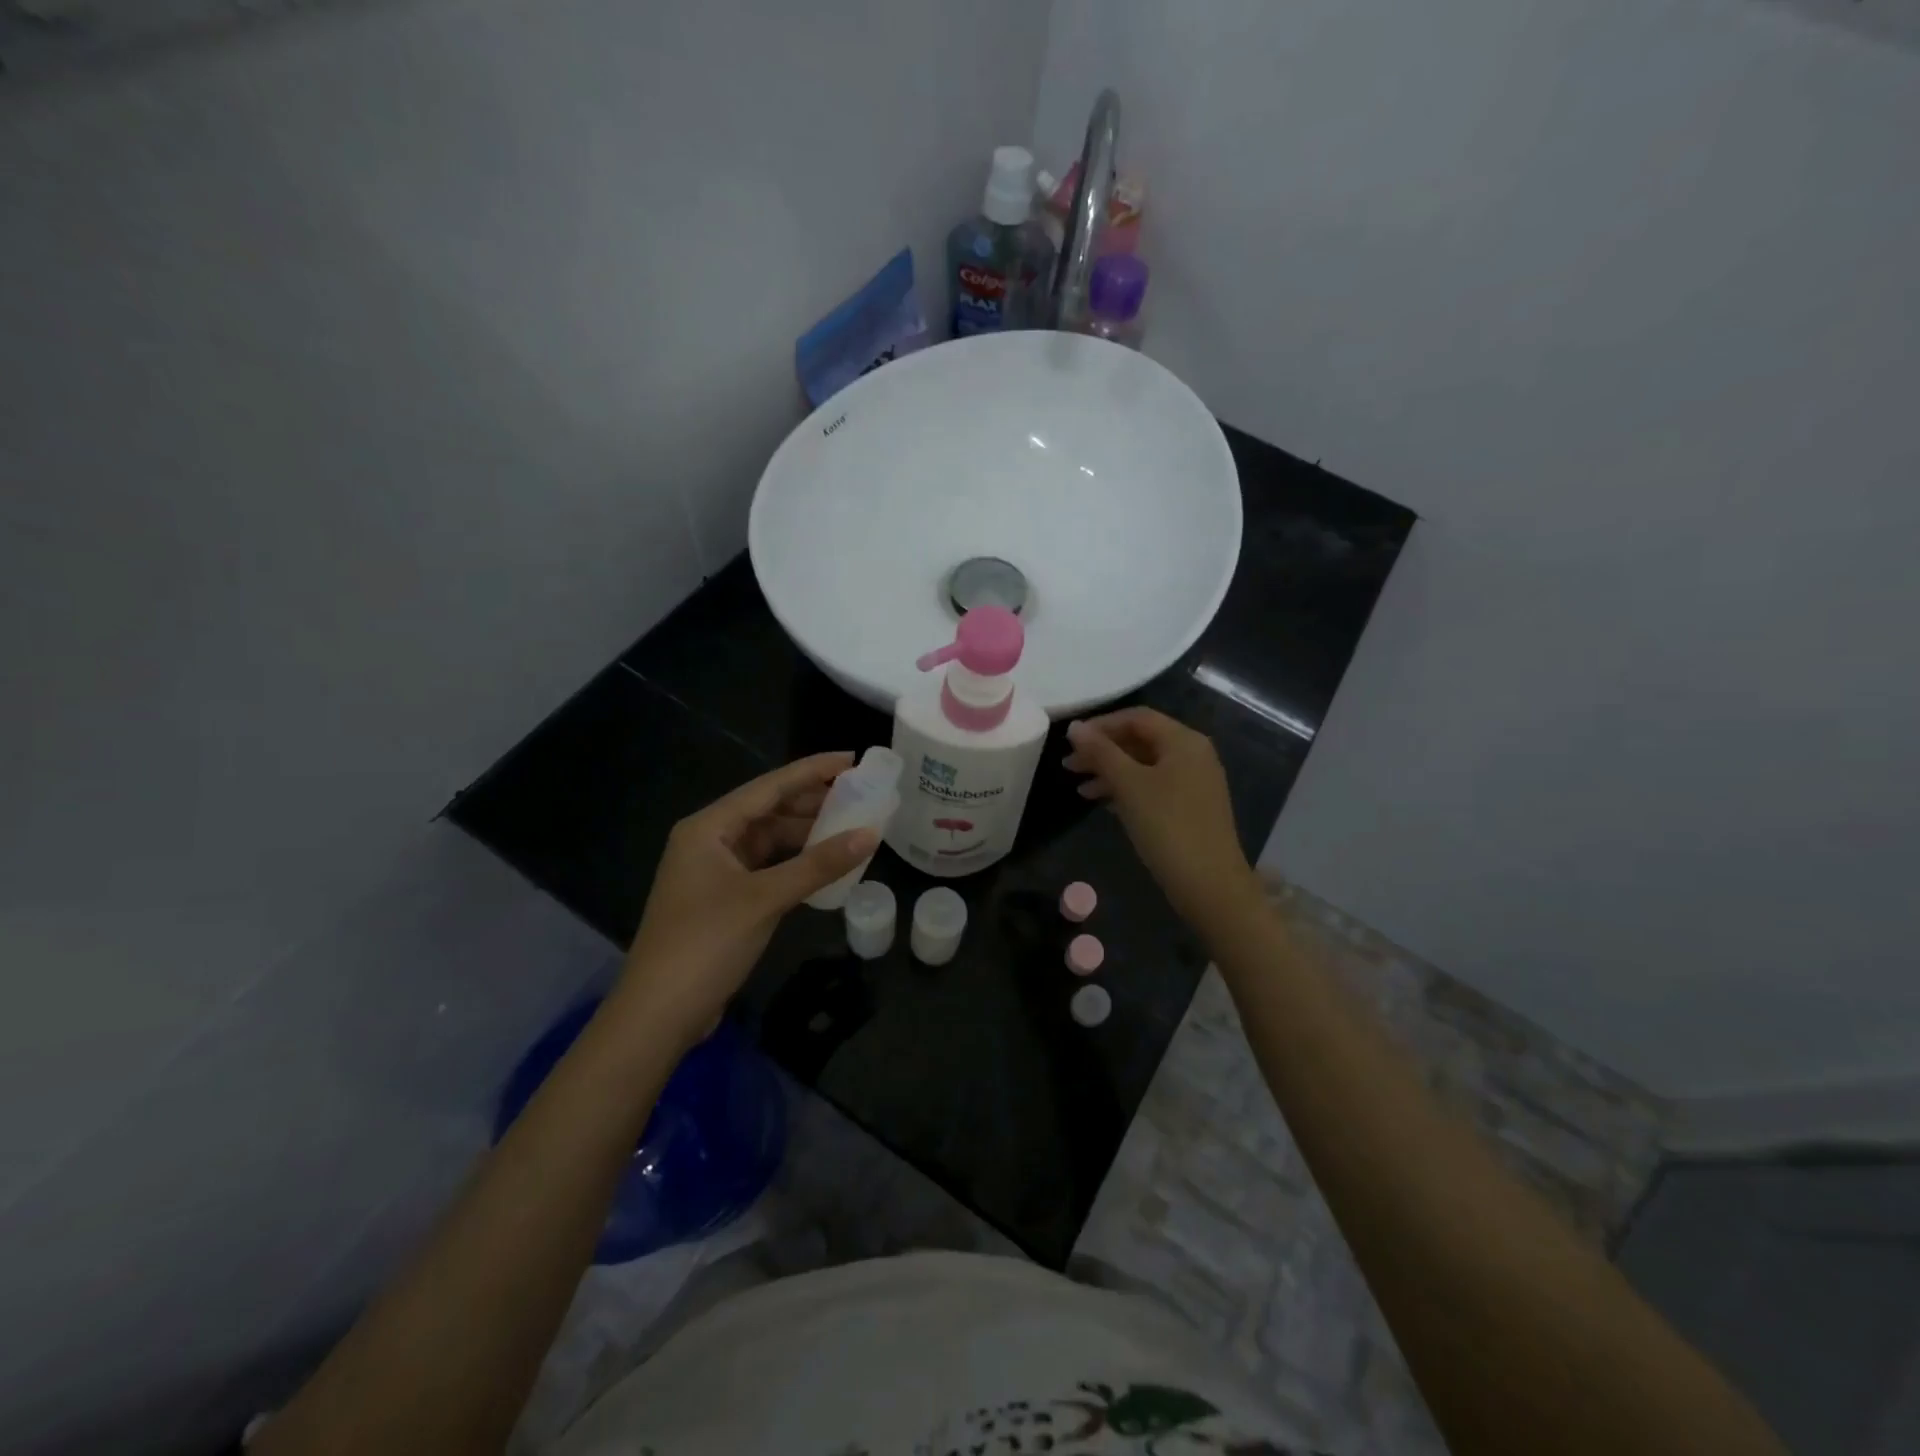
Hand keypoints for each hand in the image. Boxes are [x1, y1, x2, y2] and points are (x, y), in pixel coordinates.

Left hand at [613, 753, 877, 1046]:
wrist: (658, 1014)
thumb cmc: (706, 943)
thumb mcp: (766, 899)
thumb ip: (819, 865)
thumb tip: (871, 834)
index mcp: (709, 828)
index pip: (769, 787)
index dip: (812, 771)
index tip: (852, 759)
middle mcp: (709, 841)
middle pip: (768, 810)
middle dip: (813, 802)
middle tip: (860, 795)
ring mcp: (714, 872)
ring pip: (769, 840)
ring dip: (806, 835)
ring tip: (851, 827)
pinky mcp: (722, 900)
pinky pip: (766, 867)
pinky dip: (795, 864)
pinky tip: (824, 865)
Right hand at [1064, 708, 1260, 925]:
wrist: (1209, 884)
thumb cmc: (1167, 826)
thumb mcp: (1129, 785)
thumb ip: (1101, 752)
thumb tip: (1075, 727)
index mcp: (1184, 741)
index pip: (1137, 717)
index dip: (1101, 725)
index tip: (1070, 741)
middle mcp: (1194, 754)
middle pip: (1141, 740)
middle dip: (1103, 751)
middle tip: (1069, 766)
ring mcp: (1195, 782)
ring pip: (1145, 766)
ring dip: (1111, 772)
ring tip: (1080, 790)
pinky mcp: (1192, 807)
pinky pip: (1154, 786)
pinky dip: (1128, 790)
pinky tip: (1104, 804)